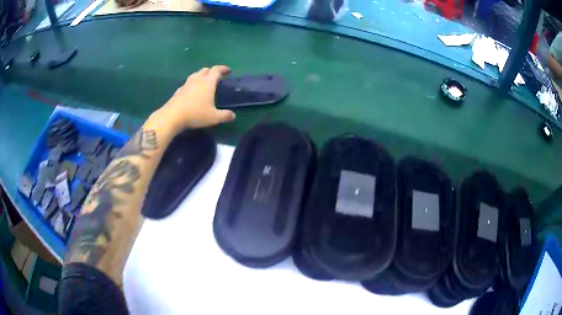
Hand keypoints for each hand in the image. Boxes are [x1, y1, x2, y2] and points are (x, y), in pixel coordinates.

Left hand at [154, 65, 235, 131]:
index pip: (216, 70)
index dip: (223, 69)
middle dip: (211, 71)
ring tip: (204, 82)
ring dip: (201, 76)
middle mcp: (197, 80)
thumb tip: (233, 115)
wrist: (173, 116)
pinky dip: (192, 85)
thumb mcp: (213, 117)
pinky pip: (187, 84)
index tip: (228, 70)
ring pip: (195, 75)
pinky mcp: (178, 91)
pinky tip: (191, 91)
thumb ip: (224, 116)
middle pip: (205, 70)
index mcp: (208, 83)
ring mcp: (186, 85)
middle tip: (216, 76)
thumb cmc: (196, 114)